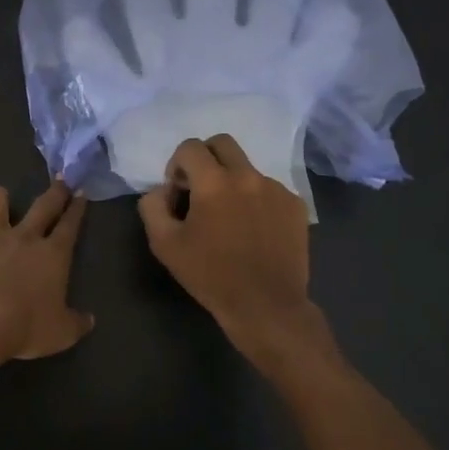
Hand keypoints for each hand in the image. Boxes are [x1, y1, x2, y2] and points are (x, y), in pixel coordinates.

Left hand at [0, 181, 93, 361]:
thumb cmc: (24, 328)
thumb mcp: (60, 334)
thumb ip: (76, 323)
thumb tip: (89, 320)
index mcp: (52, 255)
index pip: (70, 225)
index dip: (77, 208)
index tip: (81, 193)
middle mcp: (23, 237)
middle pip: (43, 205)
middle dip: (55, 191)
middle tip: (60, 181)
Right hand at [138, 136, 321, 357]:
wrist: (265, 306)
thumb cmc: (210, 276)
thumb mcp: (164, 244)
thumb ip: (153, 206)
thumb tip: (162, 190)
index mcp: (214, 182)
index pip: (190, 147)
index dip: (177, 165)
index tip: (178, 192)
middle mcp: (248, 176)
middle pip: (222, 143)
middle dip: (205, 158)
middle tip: (200, 189)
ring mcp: (276, 189)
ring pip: (247, 169)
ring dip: (232, 182)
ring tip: (230, 219)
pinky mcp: (295, 205)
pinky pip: (269, 190)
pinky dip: (256, 200)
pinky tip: (253, 231)